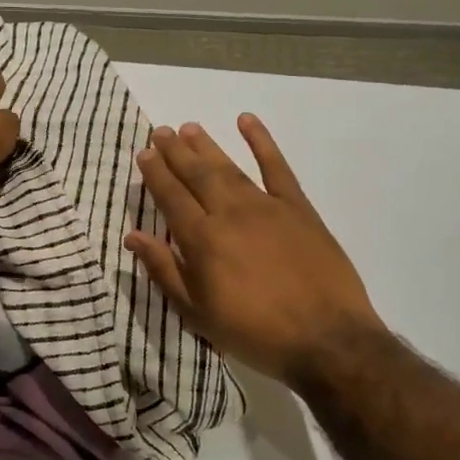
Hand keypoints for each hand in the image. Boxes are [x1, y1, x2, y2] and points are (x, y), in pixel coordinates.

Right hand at [126, 116, 385, 384]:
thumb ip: (165, 271)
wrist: (326, 338)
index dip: (155, 174)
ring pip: (229, 167)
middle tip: (159, 131)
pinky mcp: (298, 207)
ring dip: (206, 145)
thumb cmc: (256, 333)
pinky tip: (247, 121)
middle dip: (175, 151)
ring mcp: (266, 206)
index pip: (171, 197)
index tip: (144, 154)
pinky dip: (262, 142)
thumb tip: (133, 236)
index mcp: (203, 240)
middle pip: (197, 174)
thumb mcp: (198, 314)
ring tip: (188, 127)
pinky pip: (277, 167)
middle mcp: (230, 213)